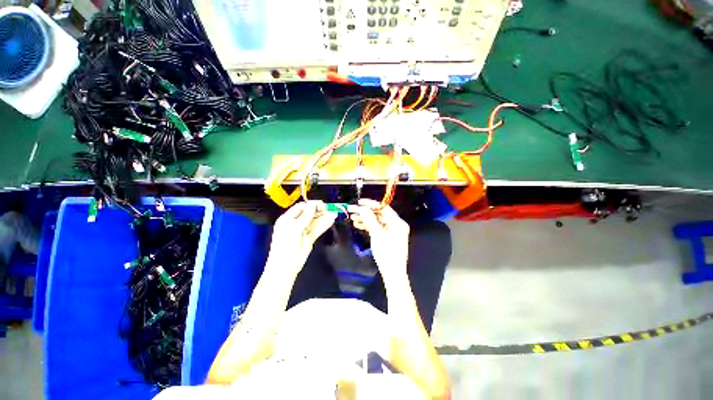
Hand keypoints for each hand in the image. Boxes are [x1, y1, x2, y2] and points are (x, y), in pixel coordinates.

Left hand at [268, 201, 336, 274]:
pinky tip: (331, 220)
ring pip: (314, 222)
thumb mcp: (294, 227)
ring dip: (323, 217)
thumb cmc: (286, 244)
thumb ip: (305, 216)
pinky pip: (317, 229)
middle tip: (328, 209)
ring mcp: (302, 231)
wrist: (285, 266)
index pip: (300, 207)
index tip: (321, 204)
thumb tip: (313, 204)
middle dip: (318, 211)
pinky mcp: (309, 239)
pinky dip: (324, 225)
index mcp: (287, 219)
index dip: (311, 205)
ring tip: (334, 214)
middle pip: (308, 214)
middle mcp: (295, 223)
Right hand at [348, 199, 409, 284]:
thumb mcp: (377, 235)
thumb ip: (370, 219)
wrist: (392, 274)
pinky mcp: (388, 236)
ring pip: (377, 221)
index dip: (371, 204)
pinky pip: (378, 228)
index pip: (384, 208)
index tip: (359, 202)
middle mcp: (396, 224)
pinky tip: (358, 225)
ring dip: (365, 219)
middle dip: (366, 212)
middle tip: (352, 210)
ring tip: (353, 218)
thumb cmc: (386, 254)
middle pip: (379, 214)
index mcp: (398, 222)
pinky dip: (369, 226)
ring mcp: (393, 231)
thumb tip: (362, 208)